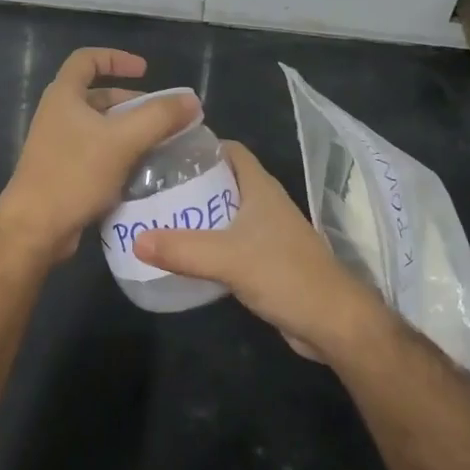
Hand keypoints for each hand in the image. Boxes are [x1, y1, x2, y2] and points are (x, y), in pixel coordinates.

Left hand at [0, 48, 201, 265]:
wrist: (34, 228)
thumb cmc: (74, 174)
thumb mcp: (122, 141)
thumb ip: (159, 117)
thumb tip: (192, 101)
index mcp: (64, 95)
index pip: (87, 59)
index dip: (117, 58)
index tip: (145, 71)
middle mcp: (57, 114)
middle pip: (98, 94)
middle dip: (132, 102)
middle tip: (163, 116)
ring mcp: (58, 144)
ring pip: (99, 126)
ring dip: (128, 130)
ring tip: (159, 143)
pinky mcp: (63, 170)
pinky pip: (96, 152)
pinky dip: (119, 153)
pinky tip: (141, 170)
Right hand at [135, 141, 386, 359]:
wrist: (333, 324)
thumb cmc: (286, 275)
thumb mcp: (228, 259)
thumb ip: (182, 249)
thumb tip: (135, 240)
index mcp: (260, 187)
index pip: (229, 150)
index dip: (200, 145)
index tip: (165, 151)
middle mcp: (264, 203)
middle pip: (223, 180)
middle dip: (190, 181)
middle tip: (152, 186)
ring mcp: (267, 233)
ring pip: (226, 212)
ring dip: (197, 213)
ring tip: (158, 216)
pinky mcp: (266, 261)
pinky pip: (230, 241)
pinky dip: (207, 242)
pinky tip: (182, 252)